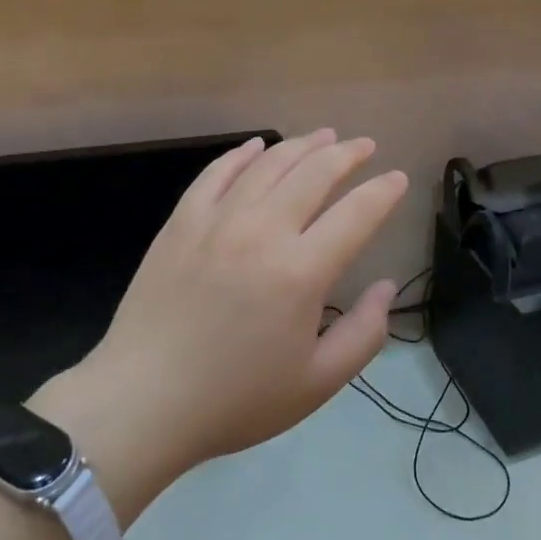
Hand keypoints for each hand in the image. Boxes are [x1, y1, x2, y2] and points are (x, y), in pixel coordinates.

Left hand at [31, 131, 407, 520]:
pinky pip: (217, 173)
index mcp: (301, 271)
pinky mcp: (182, 222)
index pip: (357, 213)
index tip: (398, 178)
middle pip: (315, 173)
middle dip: (347, 154)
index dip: (383, 192)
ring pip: (269, 164)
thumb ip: (363, 334)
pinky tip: (257, 146)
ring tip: (324, 136)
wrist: (142, 403)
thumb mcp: (316, 384)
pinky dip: (242, 155)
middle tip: (365, 146)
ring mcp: (218, 220)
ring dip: (303, 145)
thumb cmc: (234, 400)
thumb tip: (387, 287)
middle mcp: (263, 231)